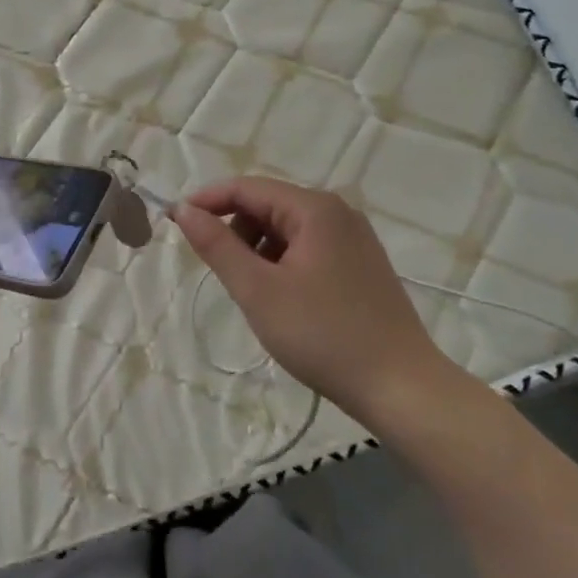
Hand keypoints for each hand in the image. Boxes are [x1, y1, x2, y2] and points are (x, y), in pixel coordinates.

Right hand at [174, 177, 466, 421]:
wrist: (403, 389)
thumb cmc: (324, 336)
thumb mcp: (258, 291)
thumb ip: (217, 245)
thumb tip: (183, 209)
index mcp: (314, 208)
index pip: (246, 187)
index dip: (207, 201)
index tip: (174, 222)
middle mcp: (337, 211)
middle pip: (268, 204)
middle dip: (235, 230)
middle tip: (220, 272)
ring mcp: (354, 237)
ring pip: (287, 228)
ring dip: (258, 249)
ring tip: (253, 292)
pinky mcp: (361, 263)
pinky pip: (308, 246)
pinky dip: (283, 262)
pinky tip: (283, 299)